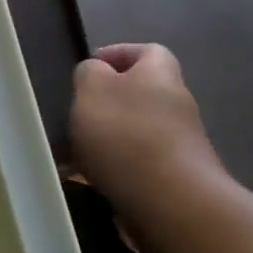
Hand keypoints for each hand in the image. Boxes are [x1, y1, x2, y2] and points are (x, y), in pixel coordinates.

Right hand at [70, 43, 225, 218]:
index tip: (89, 67)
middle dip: (106, 103)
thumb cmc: (126, 134)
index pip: (147, 50)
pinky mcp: (175, 178)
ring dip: (106, 139)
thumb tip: (95, 72)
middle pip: (139, 93)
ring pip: (134, 131)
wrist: (171, 202)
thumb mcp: (92, 89)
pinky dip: (113, 168)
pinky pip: (136, 164)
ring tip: (73, 154)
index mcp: (160, 73)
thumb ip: (89, 73)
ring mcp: (180, 144)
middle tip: (75, 114)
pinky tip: (90, 181)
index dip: (118, 54)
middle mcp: (177, 104)